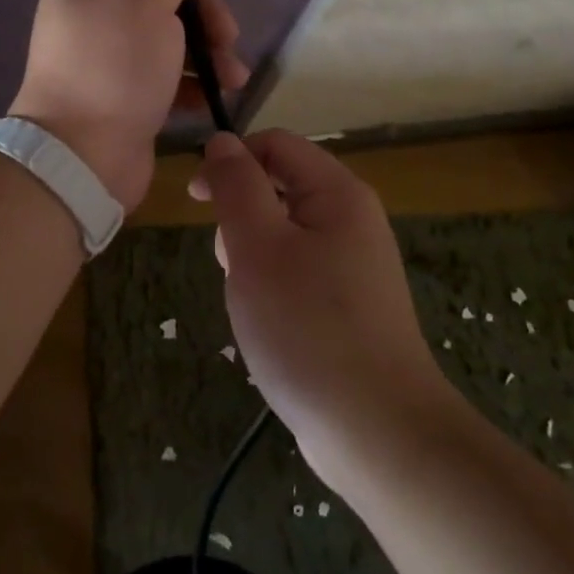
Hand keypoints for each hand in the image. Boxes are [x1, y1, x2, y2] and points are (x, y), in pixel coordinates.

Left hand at [10, 0, 246, 209]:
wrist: (81, 158)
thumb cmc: (114, 67)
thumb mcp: (145, 3)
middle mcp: (93, 16)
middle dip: (202, 11)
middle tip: (229, 34)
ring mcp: (108, 60)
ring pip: (168, 38)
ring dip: (207, 51)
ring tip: (235, 75)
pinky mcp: (124, 97)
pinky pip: (165, 77)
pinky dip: (193, 83)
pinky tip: (218, 95)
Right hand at [192, 130, 452, 488]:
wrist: (378, 432)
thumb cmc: (308, 328)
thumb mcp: (258, 248)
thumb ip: (237, 186)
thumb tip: (222, 141)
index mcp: (338, 193)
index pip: (276, 144)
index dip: (231, 159)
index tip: (195, 199)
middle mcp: (352, 218)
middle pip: (280, 186)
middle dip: (241, 215)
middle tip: (230, 263)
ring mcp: (355, 263)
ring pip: (284, 232)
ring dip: (253, 254)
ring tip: (249, 300)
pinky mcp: (350, 303)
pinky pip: (298, 270)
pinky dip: (273, 284)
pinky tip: (268, 322)